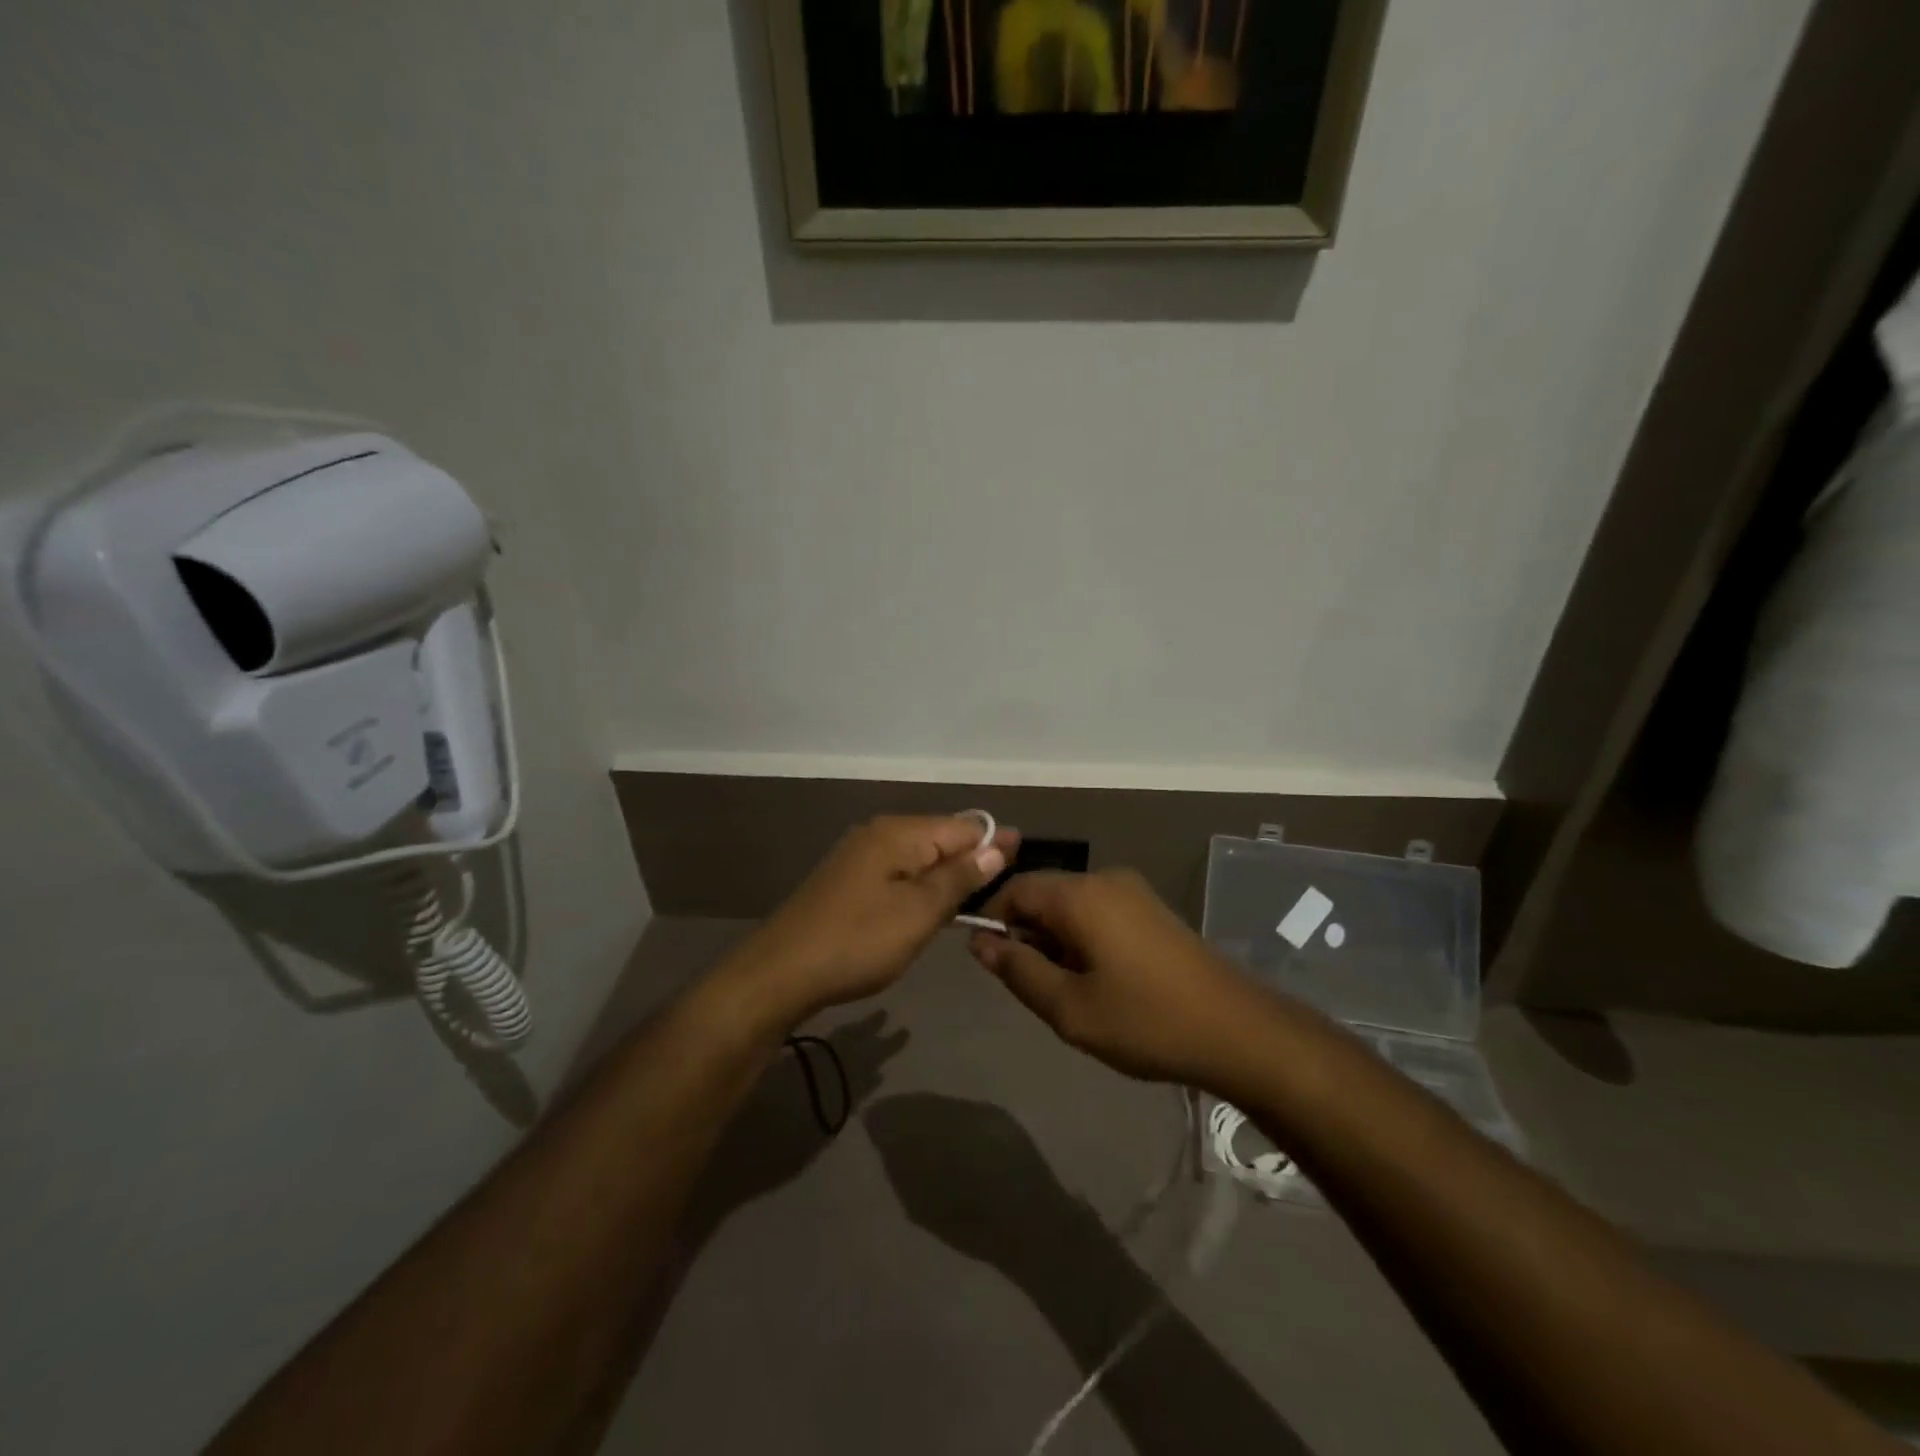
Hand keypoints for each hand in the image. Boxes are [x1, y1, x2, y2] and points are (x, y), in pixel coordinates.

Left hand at [729, 814, 1018, 1027]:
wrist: (781, 973)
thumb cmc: (858, 941)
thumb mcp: (918, 912)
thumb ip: (959, 877)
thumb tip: (998, 845)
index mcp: (899, 833)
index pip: (963, 827)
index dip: (995, 842)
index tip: (1026, 858)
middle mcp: (880, 834)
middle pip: (940, 838)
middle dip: (972, 858)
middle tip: (1007, 885)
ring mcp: (860, 856)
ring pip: (919, 858)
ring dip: (947, 875)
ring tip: (978, 898)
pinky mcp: (849, 881)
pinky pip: (899, 873)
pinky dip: (921, 887)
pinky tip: (932, 907)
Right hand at [969, 869, 1267, 1087]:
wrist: (1238, 1030)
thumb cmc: (1146, 1020)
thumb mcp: (1069, 1008)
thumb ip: (1018, 970)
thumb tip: (980, 941)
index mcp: (1080, 895)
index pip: (1015, 888)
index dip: (993, 920)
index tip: (991, 964)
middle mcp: (1105, 879)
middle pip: (1044, 894)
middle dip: (1028, 935)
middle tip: (1035, 989)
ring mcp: (1133, 892)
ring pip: (1072, 906)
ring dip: (1056, 940)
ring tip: (1070, 992)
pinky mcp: (1152, 909)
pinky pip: (1099, 912)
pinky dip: (1084, 938)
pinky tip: (1101, 982)